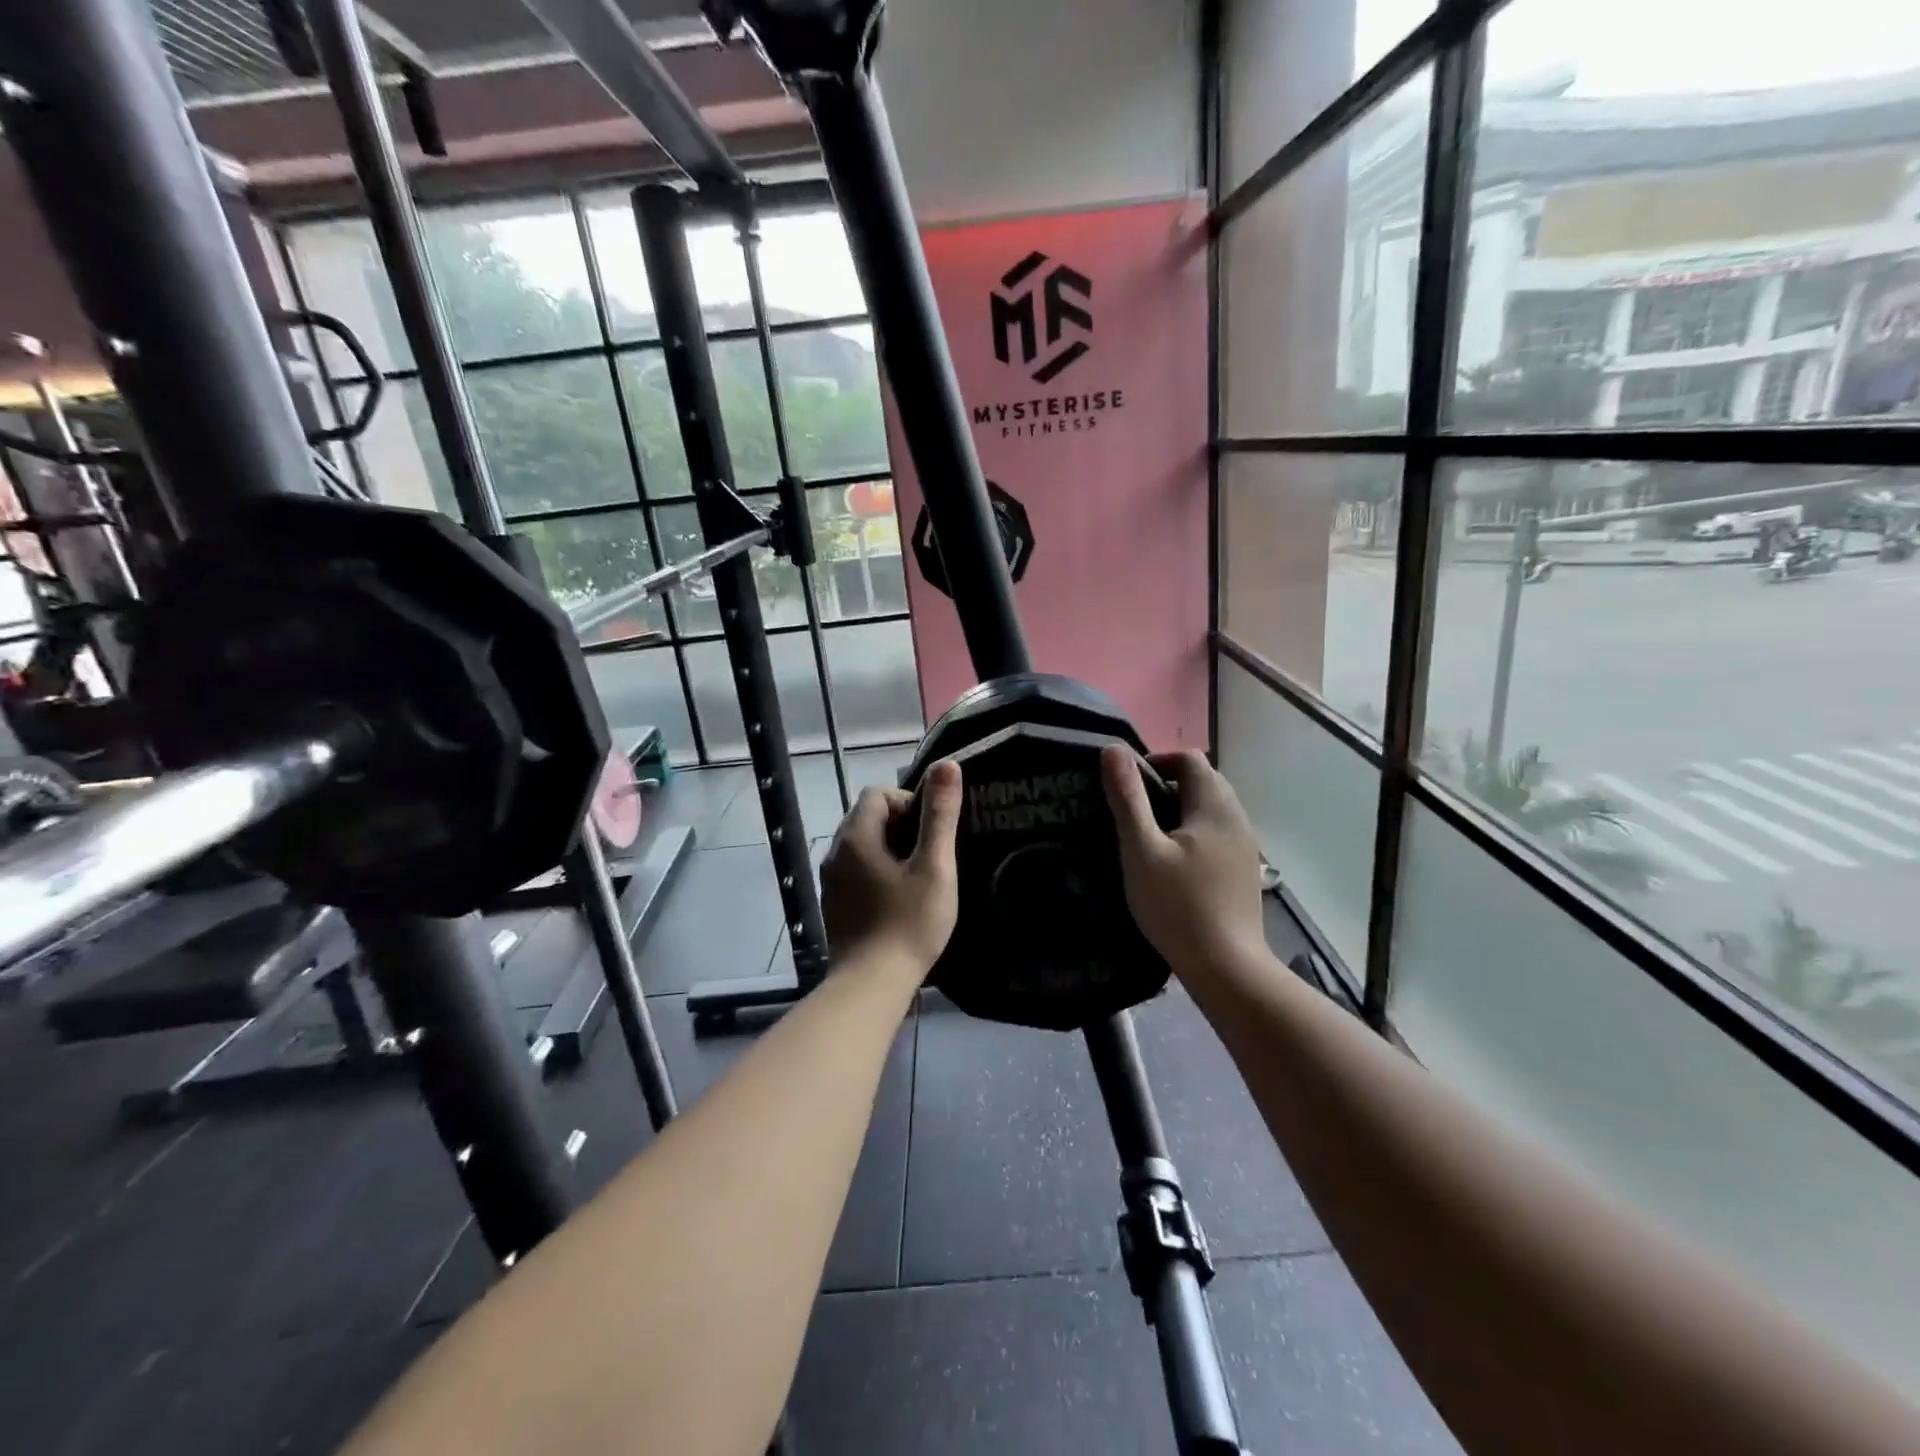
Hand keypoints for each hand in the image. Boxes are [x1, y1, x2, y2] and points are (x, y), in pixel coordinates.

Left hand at [821, 759, 962, 974]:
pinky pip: (857, 871)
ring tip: (919, 878)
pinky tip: (899, 900)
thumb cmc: (908, 923)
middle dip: (902, 826)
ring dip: (891, 851)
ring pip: (863, 846)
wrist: (871, 985)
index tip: (931, 833)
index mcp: (856, 836)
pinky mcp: (835, 904)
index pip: (878, 794)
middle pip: (868, 817)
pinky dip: (878, 873)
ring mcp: (831, 880)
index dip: (908, 802)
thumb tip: (947, 765)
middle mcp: (835, 852)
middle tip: (931, 856)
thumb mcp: (934, 866)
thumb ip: (940, 815)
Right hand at [1101, 747, 1265, 974]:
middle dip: (1166, 786)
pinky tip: (1174, 865)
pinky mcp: (1244, 870)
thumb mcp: (1141, 849)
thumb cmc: (1177, 905)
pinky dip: (1193, 834)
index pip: (1188, 759)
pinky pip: (1216, 834)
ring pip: (1210, 809)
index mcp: (1214, 805)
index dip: (1156, 761)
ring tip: (1149, 840)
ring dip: (1179, 811)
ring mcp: (1245, 845)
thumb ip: (1127, 798)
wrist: (1226, 967)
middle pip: (1203, 781)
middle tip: (1133, 814)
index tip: (1127, 789)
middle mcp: (1236, 817)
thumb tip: (1112, 750)